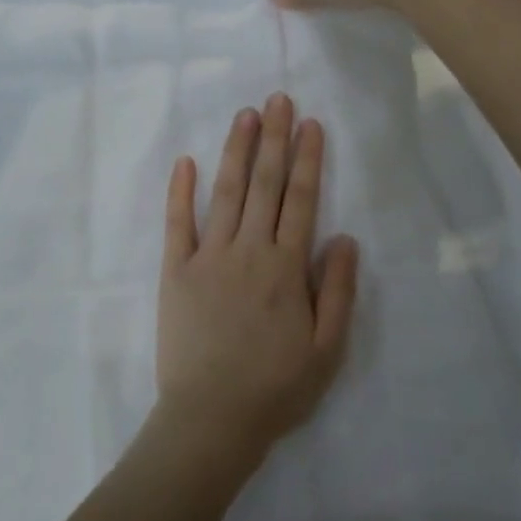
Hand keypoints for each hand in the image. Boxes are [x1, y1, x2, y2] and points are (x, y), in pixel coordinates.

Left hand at [157, 94, 359, 462]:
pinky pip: (177, 223)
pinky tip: (185, 160)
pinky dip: (180, 191)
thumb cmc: (275, 389)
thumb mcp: (326, 350)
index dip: (307, 159)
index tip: (310, 123)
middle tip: (278, 99)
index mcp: (285, 267)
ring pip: (226, 192)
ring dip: (237, 151)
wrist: (210, 421)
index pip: (300, 199)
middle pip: (265, 184)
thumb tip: (344, 237)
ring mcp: (208, 256)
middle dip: (274, 139)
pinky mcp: (175, 270)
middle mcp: (248, 250)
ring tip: (246, 115)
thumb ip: (337, 291)